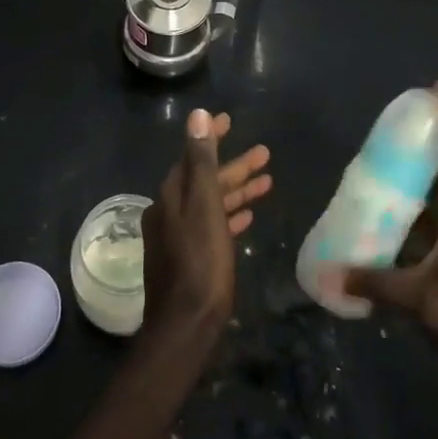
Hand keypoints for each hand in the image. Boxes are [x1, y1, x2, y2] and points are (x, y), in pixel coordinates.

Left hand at [140, 110, 270, 345]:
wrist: (186, 323)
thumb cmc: (200, 261)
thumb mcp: (204, 205)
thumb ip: (202, 161)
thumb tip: (197, 115)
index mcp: (171, 195)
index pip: (192, 155)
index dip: (211, 137)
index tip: (229, 120)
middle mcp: (170, 211)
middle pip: (205, 180)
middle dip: (235, 167)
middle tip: (265, 154)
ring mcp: (177, 236)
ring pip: (211, 203)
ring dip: (237, 191)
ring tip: (267, 182)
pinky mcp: (188, 258)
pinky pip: (211, 226)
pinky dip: (229, 217)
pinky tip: (247, 218)